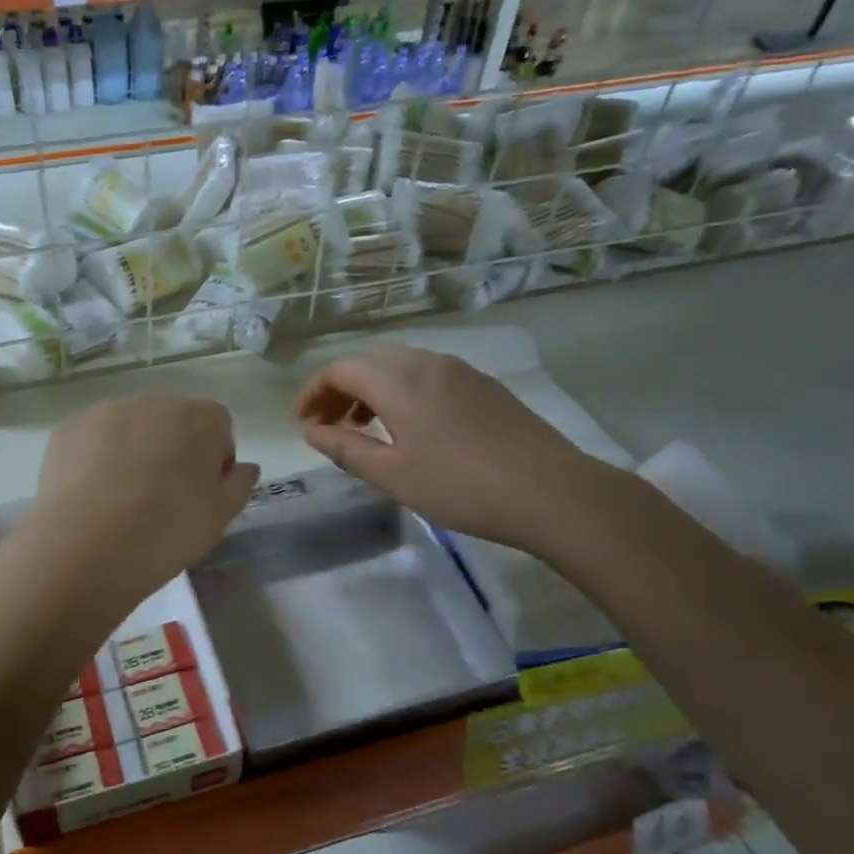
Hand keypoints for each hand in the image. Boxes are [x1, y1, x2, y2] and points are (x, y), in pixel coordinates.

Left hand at [18, 395, 259, 612]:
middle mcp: (153, 403)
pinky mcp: (67, 429)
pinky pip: (93, 440)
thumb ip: (238, 484)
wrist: (84, 549)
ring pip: (130, 428)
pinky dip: (96, 459)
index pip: (218, 425)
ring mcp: (105, 412)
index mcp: (198, 418)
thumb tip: (243, 467)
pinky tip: (92, 496)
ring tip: (122, 499)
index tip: (202, 493)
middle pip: (172, 421)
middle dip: (172, 449)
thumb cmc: (165, 533)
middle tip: (162, 498)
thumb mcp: (219, 518)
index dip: (214, 458)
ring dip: (133, 451)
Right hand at [295, 345, 615, 553]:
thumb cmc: (460, 486)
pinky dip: (401, 391)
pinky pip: (427, 374)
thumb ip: (345, 448)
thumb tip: (310, 431)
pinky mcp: (483, 386)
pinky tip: (409, 427)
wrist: (551, 492)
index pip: (340, 369)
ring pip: (400, 365)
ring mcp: (460, 371)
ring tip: (363, 426)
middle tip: (328, 424)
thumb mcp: (392, 475)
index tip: (302, 421)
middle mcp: (427, 363)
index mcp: (399, 381)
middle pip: (369, 361)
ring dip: (371, 389)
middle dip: (340, 388)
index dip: (313, 391)